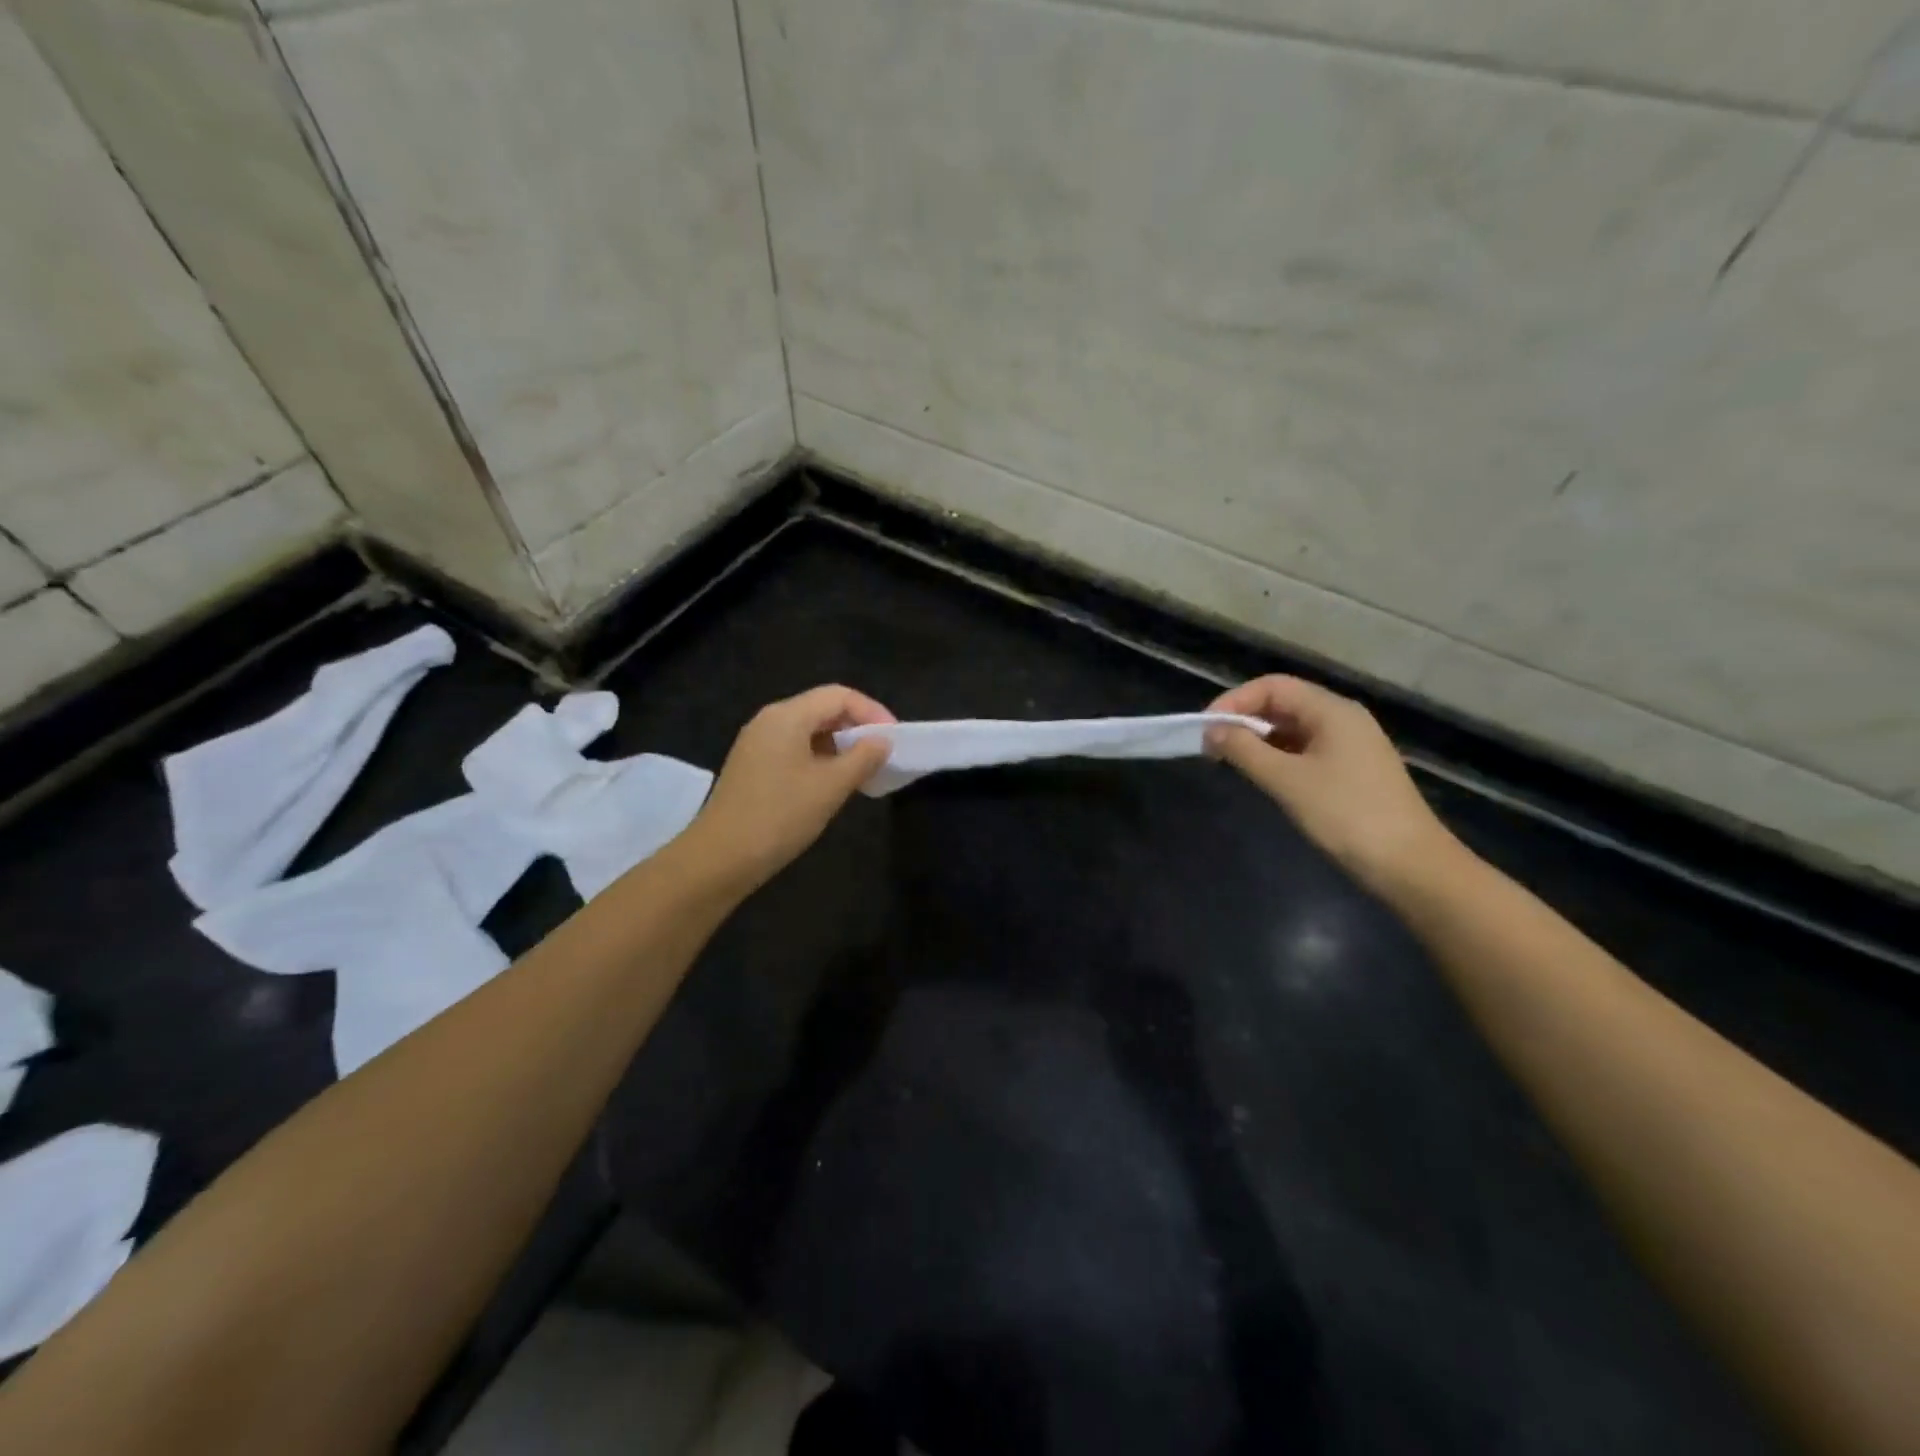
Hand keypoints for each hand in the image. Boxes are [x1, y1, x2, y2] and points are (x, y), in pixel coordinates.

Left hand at [678, 684, 895, 894]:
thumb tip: (882, 741)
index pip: (839, 695)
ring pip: (808, 730)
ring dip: (839, 744)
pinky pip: (794, 748)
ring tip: (862, 770)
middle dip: (856, 727)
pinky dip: (820, 757)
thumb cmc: (780, 816)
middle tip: (882, 754)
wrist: (720, 858)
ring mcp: (757, 743)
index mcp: (787, 716)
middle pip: (822, 708)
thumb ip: (863, 758)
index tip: (894, 739)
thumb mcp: (831, 786)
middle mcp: (769, 720)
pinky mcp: (752, 765)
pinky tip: (832, 783)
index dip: (872, 712)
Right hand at [1204, 675, 1463, 898]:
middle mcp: (1342, 719)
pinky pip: (1305, 750)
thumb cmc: (1346, 815)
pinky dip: (1277, 756)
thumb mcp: (1287, 781)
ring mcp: (1350, 745)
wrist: (1410, 865)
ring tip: (1230, 762)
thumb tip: (1211, 730)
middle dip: (1243, 720)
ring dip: (1258, 739)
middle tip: (1212, 747)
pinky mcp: (1351, 771)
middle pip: (1283, 703)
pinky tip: (1263, 776)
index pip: (1272, 686)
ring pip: (1292, 728)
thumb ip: (1244, 750)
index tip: (1205, 729)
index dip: (1234, 701)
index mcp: (1332, 710)